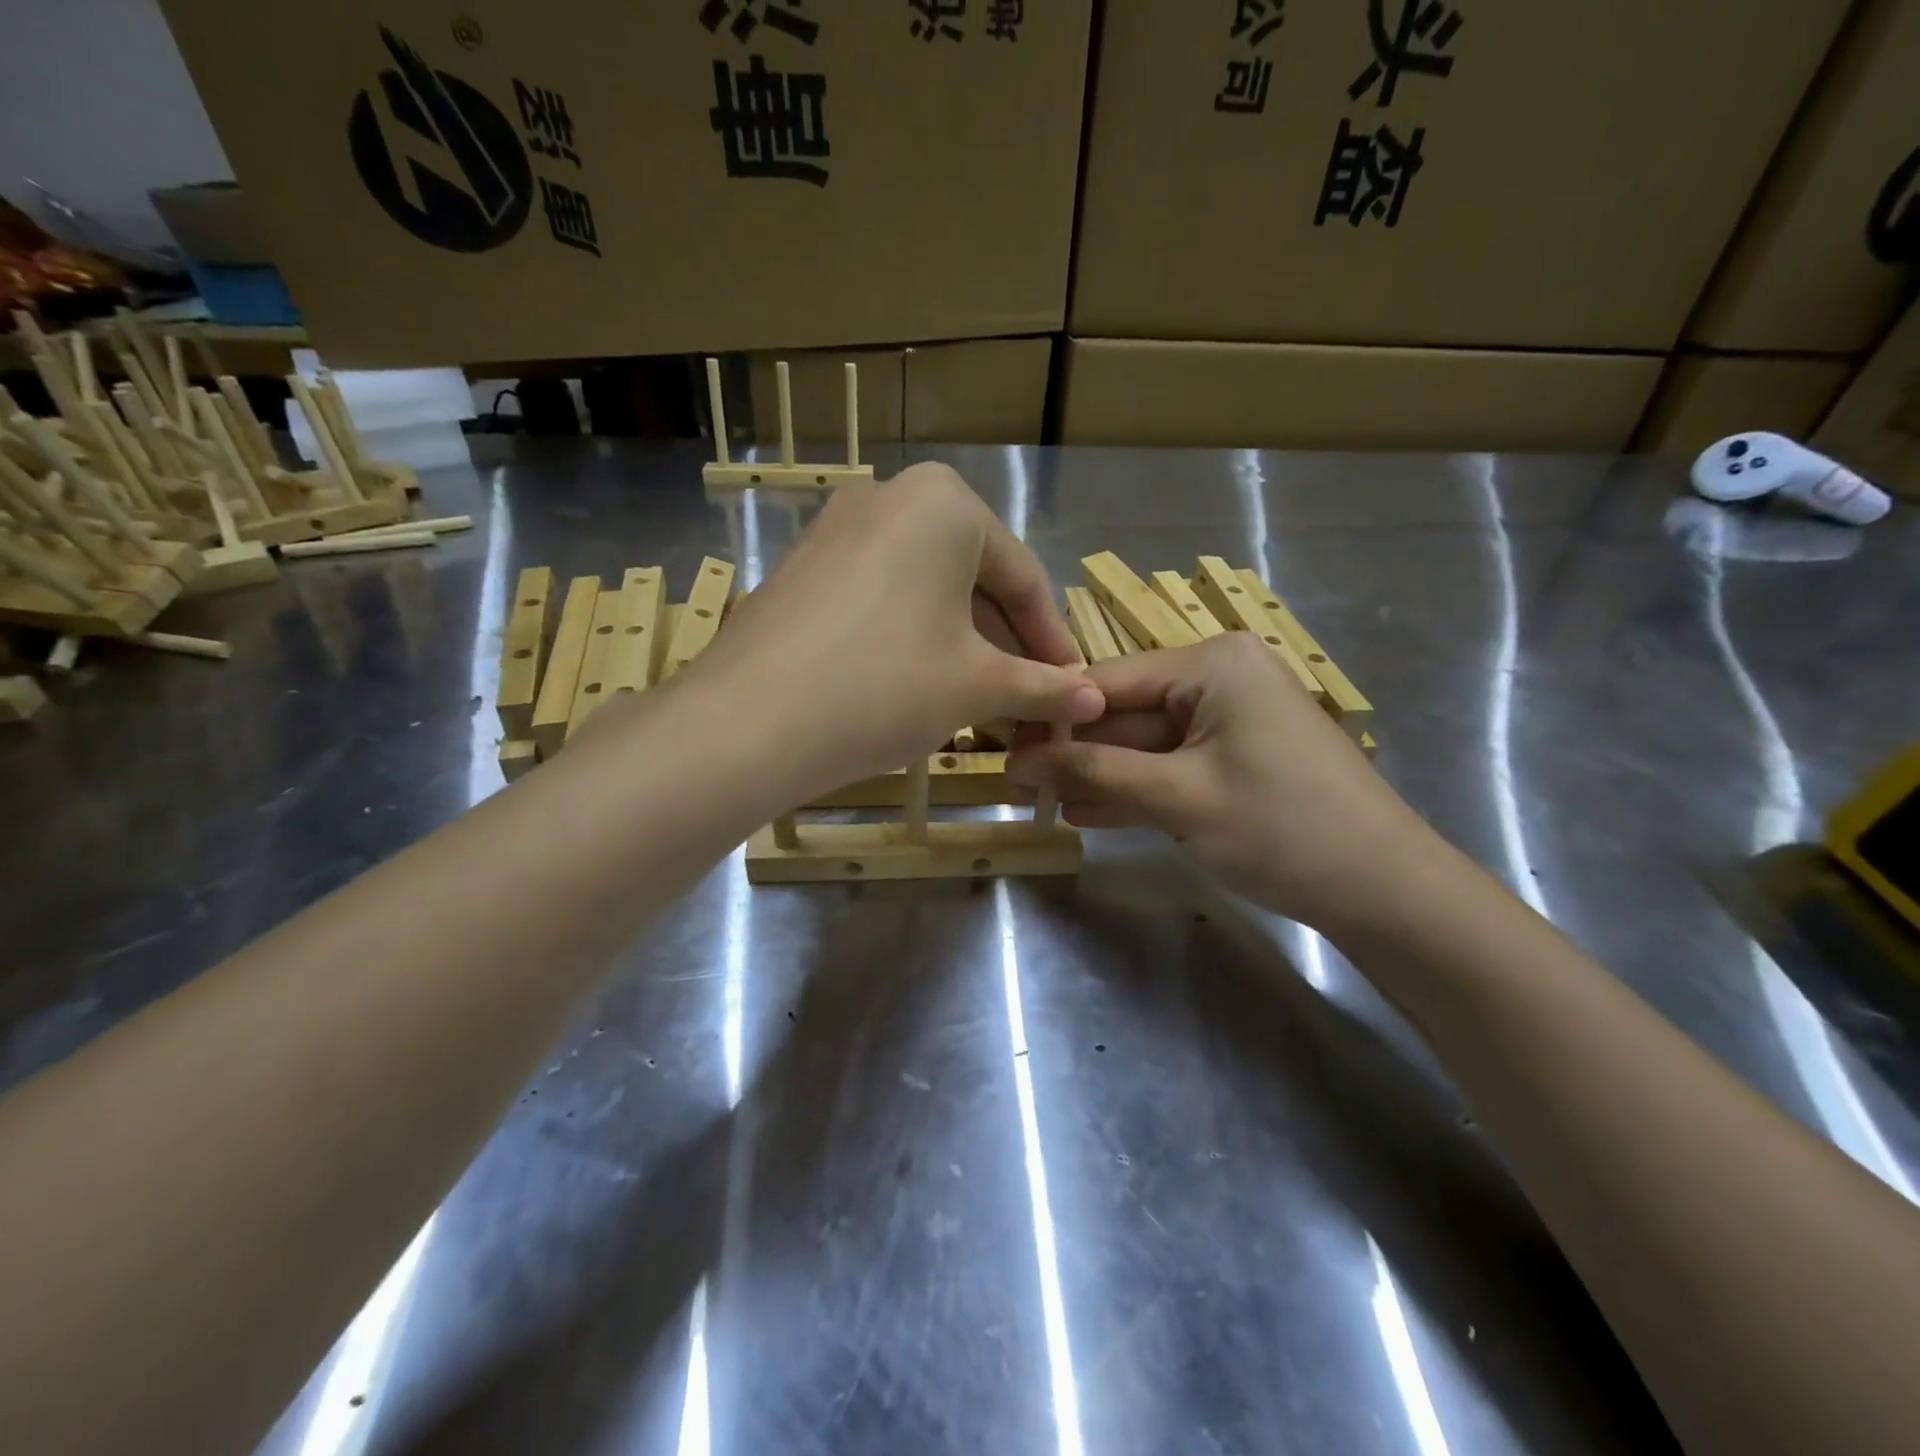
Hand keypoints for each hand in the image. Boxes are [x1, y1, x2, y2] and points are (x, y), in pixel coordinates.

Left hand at [683, 463, 1103, 801]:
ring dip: (961, 648)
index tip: (1071, 689)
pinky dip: (912, 640)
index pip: (1023, 578)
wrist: (750, 721)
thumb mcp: (976, 685)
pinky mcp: (803, 569)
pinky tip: (920, 689)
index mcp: (945, 503)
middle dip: (1005, 648)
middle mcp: (890, 496)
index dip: (1053, 642)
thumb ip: (1043, 686)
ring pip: (926, 593)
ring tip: (980, 704)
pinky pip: (880, 600)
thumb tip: (1096, 699)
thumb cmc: (886, 685)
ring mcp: (837, 529)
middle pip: (973, 581)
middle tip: (1027, 703)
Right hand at [1006, 632, 1436, 931]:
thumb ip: (1095, 773)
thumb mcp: (1178, 798)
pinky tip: (1087, 814)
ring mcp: (1230, 722)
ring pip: (1144, 744)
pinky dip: (1134, 791)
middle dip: (1075, 752)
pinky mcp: (1236, 760)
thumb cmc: (1281, 828)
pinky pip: (1171, 767)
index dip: (1053, 718)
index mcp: (1211, 664)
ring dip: (1098, 776)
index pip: (1107, 681)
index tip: (1003, 751)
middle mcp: (1219, 679)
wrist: (1385, 891)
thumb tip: (1019, 762)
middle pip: (1125, 712)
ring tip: (1041, 803)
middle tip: (1017, 785)